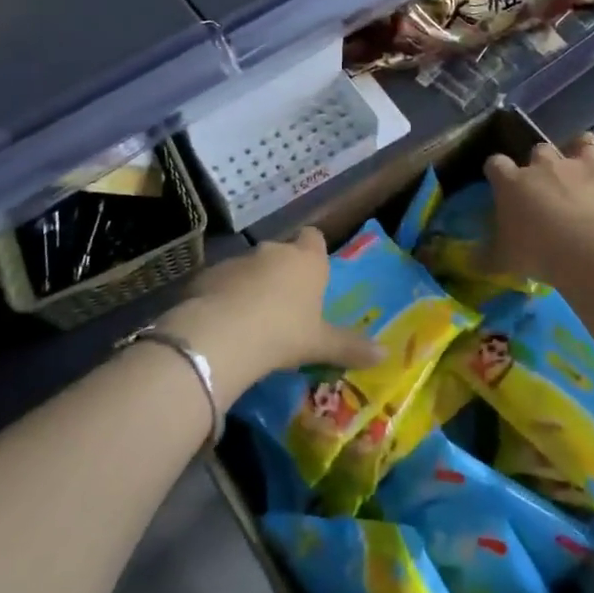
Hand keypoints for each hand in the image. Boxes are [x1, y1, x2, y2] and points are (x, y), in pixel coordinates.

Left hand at [161, 229, 381, 402]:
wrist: (223, 334)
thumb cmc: (284, 332)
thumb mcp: (320, 344)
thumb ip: (350, 347)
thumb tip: (385, 354)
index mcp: (307, 260)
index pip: (314, 238)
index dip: (313, 252)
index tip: (313, 272)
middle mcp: (274, 251)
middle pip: (281, 253)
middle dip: (281, 273)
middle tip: (284, 305)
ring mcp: (238, 260)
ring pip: (249, 267)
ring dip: (251, 285)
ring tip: (250, 320)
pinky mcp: (208, 274)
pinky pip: (221, 283)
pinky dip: (223, 297)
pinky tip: (223, 325)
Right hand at [484, 133, 593, 285]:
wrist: (588, 249)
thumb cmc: (537, 253)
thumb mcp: (502, 261)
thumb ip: (484, 256)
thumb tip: (469, 260)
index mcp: (513, 183)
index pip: (496, 164)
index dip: (498, 171)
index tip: (500, 182)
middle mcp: (547, 165)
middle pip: (540, 149)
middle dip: (543, 162)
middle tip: (550, 185)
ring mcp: (586, 163)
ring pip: (584, 141)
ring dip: (584, 149)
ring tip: (589, 165)